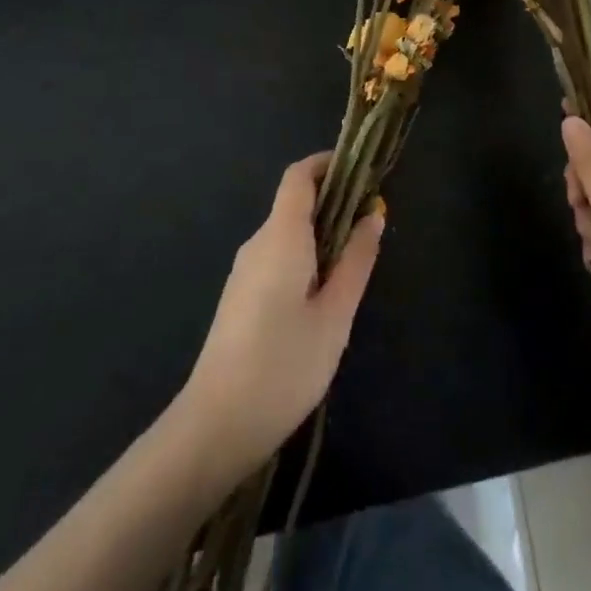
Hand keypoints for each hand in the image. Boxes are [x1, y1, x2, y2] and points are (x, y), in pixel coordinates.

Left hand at [181, 153, 384, 475]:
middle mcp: (258, 242)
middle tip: (372, 223)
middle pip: (295, 202)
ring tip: (356, 261)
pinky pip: (278, 256)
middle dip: (335, 201)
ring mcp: (244, 270)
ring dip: (322, 232)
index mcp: (281, 236)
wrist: (216, 426)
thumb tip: (374, 213)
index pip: (300, 176)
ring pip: (288, 232)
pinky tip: (325, 293)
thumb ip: (357, 259)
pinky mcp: (240, 295)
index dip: (329, 164)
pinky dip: (306, 255)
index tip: (363, 172)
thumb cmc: (284, 364)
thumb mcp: (336, 313)